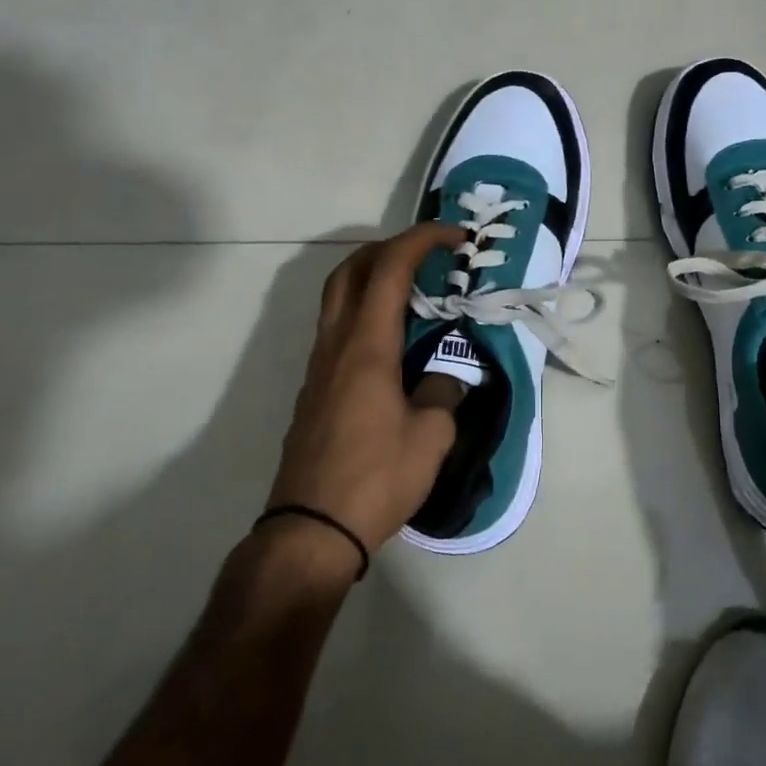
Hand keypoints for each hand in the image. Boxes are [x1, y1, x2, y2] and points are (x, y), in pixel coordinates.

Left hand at [267, 222, 462, 559]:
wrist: (310, 529)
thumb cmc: (376, 478)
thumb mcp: (431, 436)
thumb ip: (443, 392)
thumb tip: (445, 376)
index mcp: (367, 346)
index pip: (390, 269)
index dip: (422, 239)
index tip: (455, 236)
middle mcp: (336, 345)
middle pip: (350, 269)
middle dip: (389, 247)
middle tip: (426, 254)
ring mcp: (319, 366)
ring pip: (337, 297)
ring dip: (372, 277)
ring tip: (414, 291)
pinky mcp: (314, 389)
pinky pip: (337, 327)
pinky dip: (364, 310)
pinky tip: (393, 341)